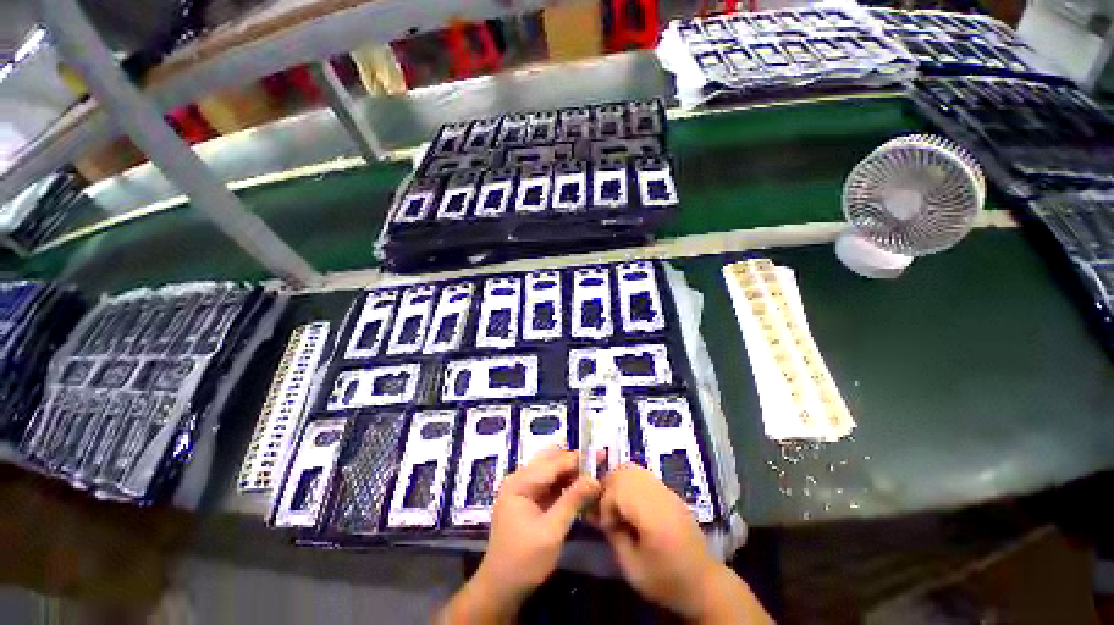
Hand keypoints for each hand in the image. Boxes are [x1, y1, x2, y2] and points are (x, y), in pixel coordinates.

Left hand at [439, 448, 599, 622]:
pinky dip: (566, 484)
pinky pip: (550, 484)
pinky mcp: (529, 500)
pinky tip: (581, 488)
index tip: (601, 455)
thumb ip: (572, 501)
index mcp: (520, 482)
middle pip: (551, 460)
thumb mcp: (551, 531)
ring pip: (552, 471)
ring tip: (594, 475)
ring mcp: (523, 489)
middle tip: (598, 465)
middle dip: (575, 462)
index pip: (553, 462)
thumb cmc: (524, 562)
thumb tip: (595, 479)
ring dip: (571, 472)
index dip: (578, 459)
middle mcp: (520, 479)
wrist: (500, 590)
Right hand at [592, 464, 772, 623]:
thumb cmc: (667, 580)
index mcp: (650, 512)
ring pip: (633, 469)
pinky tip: (633, 506)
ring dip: (619, 484)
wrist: (705, 583)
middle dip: (609, 488)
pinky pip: (643, 476)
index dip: (605, 506)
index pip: (616, 489)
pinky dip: (631, 484)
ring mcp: (666, 490)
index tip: (607, 528)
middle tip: (607, 512)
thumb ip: (615, 537)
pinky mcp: (670, 492)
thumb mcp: (632, 568)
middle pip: (623, 471)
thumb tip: (603, 518)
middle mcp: (658, 493)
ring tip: (618, 507)